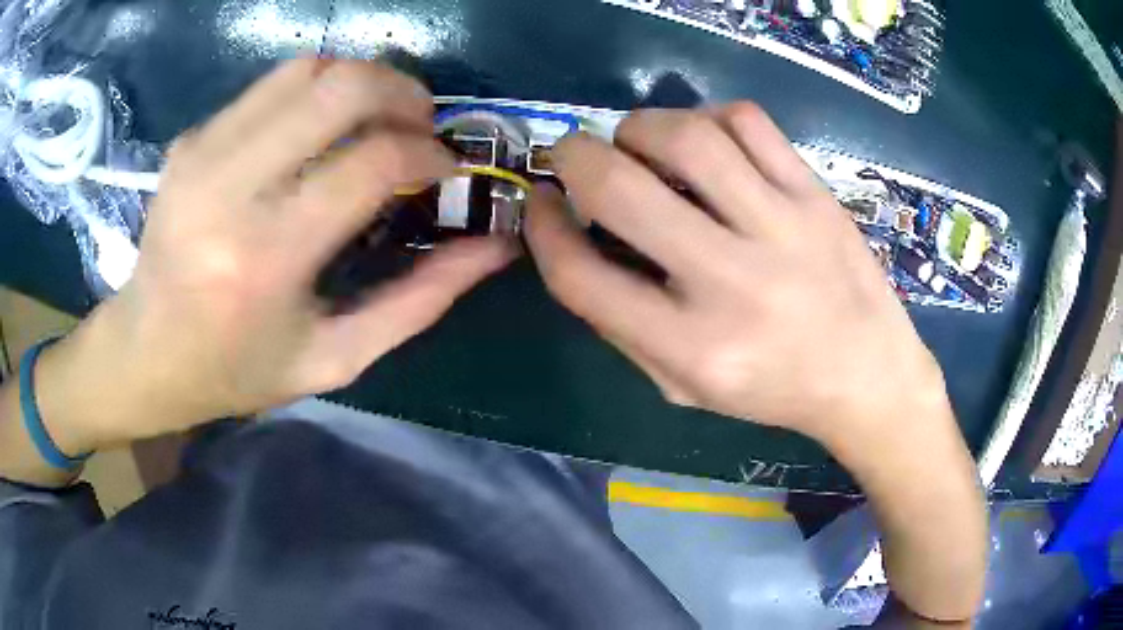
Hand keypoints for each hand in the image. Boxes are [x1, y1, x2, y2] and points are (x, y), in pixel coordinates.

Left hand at [48, 59, 513, 449]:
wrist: (143, 354)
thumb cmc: (235, 372)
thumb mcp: (334, 359)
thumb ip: (418, 302)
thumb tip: (492, 249)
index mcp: (266, 259)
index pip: (371, 162)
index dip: (428, 153)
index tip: (446, 166)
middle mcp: (228, 190)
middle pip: (339, 88)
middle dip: (403, 92)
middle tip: (421, 123)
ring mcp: (201, 154)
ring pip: (305, 69)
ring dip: (360, 80)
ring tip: (378, 115)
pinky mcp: (189, 140)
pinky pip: (269, 86)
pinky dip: (313, 91)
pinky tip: (318, 128)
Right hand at [524, 104, 947, 448]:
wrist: (867, 374)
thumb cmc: (771, 388)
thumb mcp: (682, 386)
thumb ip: (622, 323)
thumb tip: (576, 240)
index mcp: (692, 349)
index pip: (581, 276)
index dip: (543, 229)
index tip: (540, 204)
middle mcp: (733, 283)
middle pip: (621, 190)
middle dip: (573, 157)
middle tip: (572, 155)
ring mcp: (783, 228)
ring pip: (687, 137)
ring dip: (639, 127)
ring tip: (638, 142)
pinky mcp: (815, 194)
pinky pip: (747, 122)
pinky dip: (706, 116)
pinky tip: (703, 139)